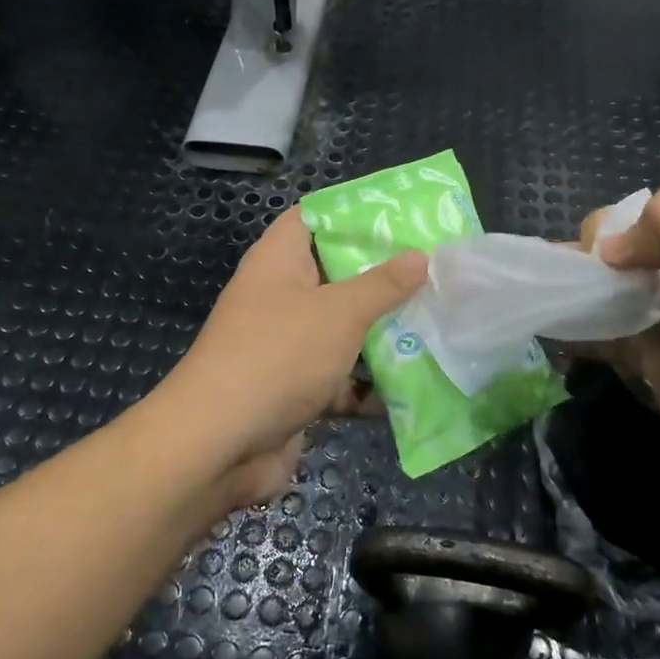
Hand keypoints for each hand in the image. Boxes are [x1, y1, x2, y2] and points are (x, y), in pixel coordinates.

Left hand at [158, 208, 427, 510]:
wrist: (220, 445)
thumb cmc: (279, 355)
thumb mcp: (339, 312)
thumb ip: (383, 284)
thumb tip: (420, 256)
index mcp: (279, 260)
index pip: (314, 217)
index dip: (355, 213)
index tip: (404, 216)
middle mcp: (280, 297)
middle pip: (337, 275)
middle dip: (384, 277)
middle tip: (436, 271)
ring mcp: (287, 346)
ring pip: (343, 330)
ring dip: (384, 334)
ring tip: (439, 323)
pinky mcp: (295, 390)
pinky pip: (340, 378)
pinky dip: (369, 384)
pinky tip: (415, 386)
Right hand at [581, 186, 659, 527]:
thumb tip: (605, 249)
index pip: (648, 219)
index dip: (614, 230)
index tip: (598, 261)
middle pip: (624, 260)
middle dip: (584, 264)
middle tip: (552, 286)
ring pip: (611, 303)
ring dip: (575, 300)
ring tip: (533, 304)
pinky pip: (613, 348)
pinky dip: (581, 340)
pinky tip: (550, 339)